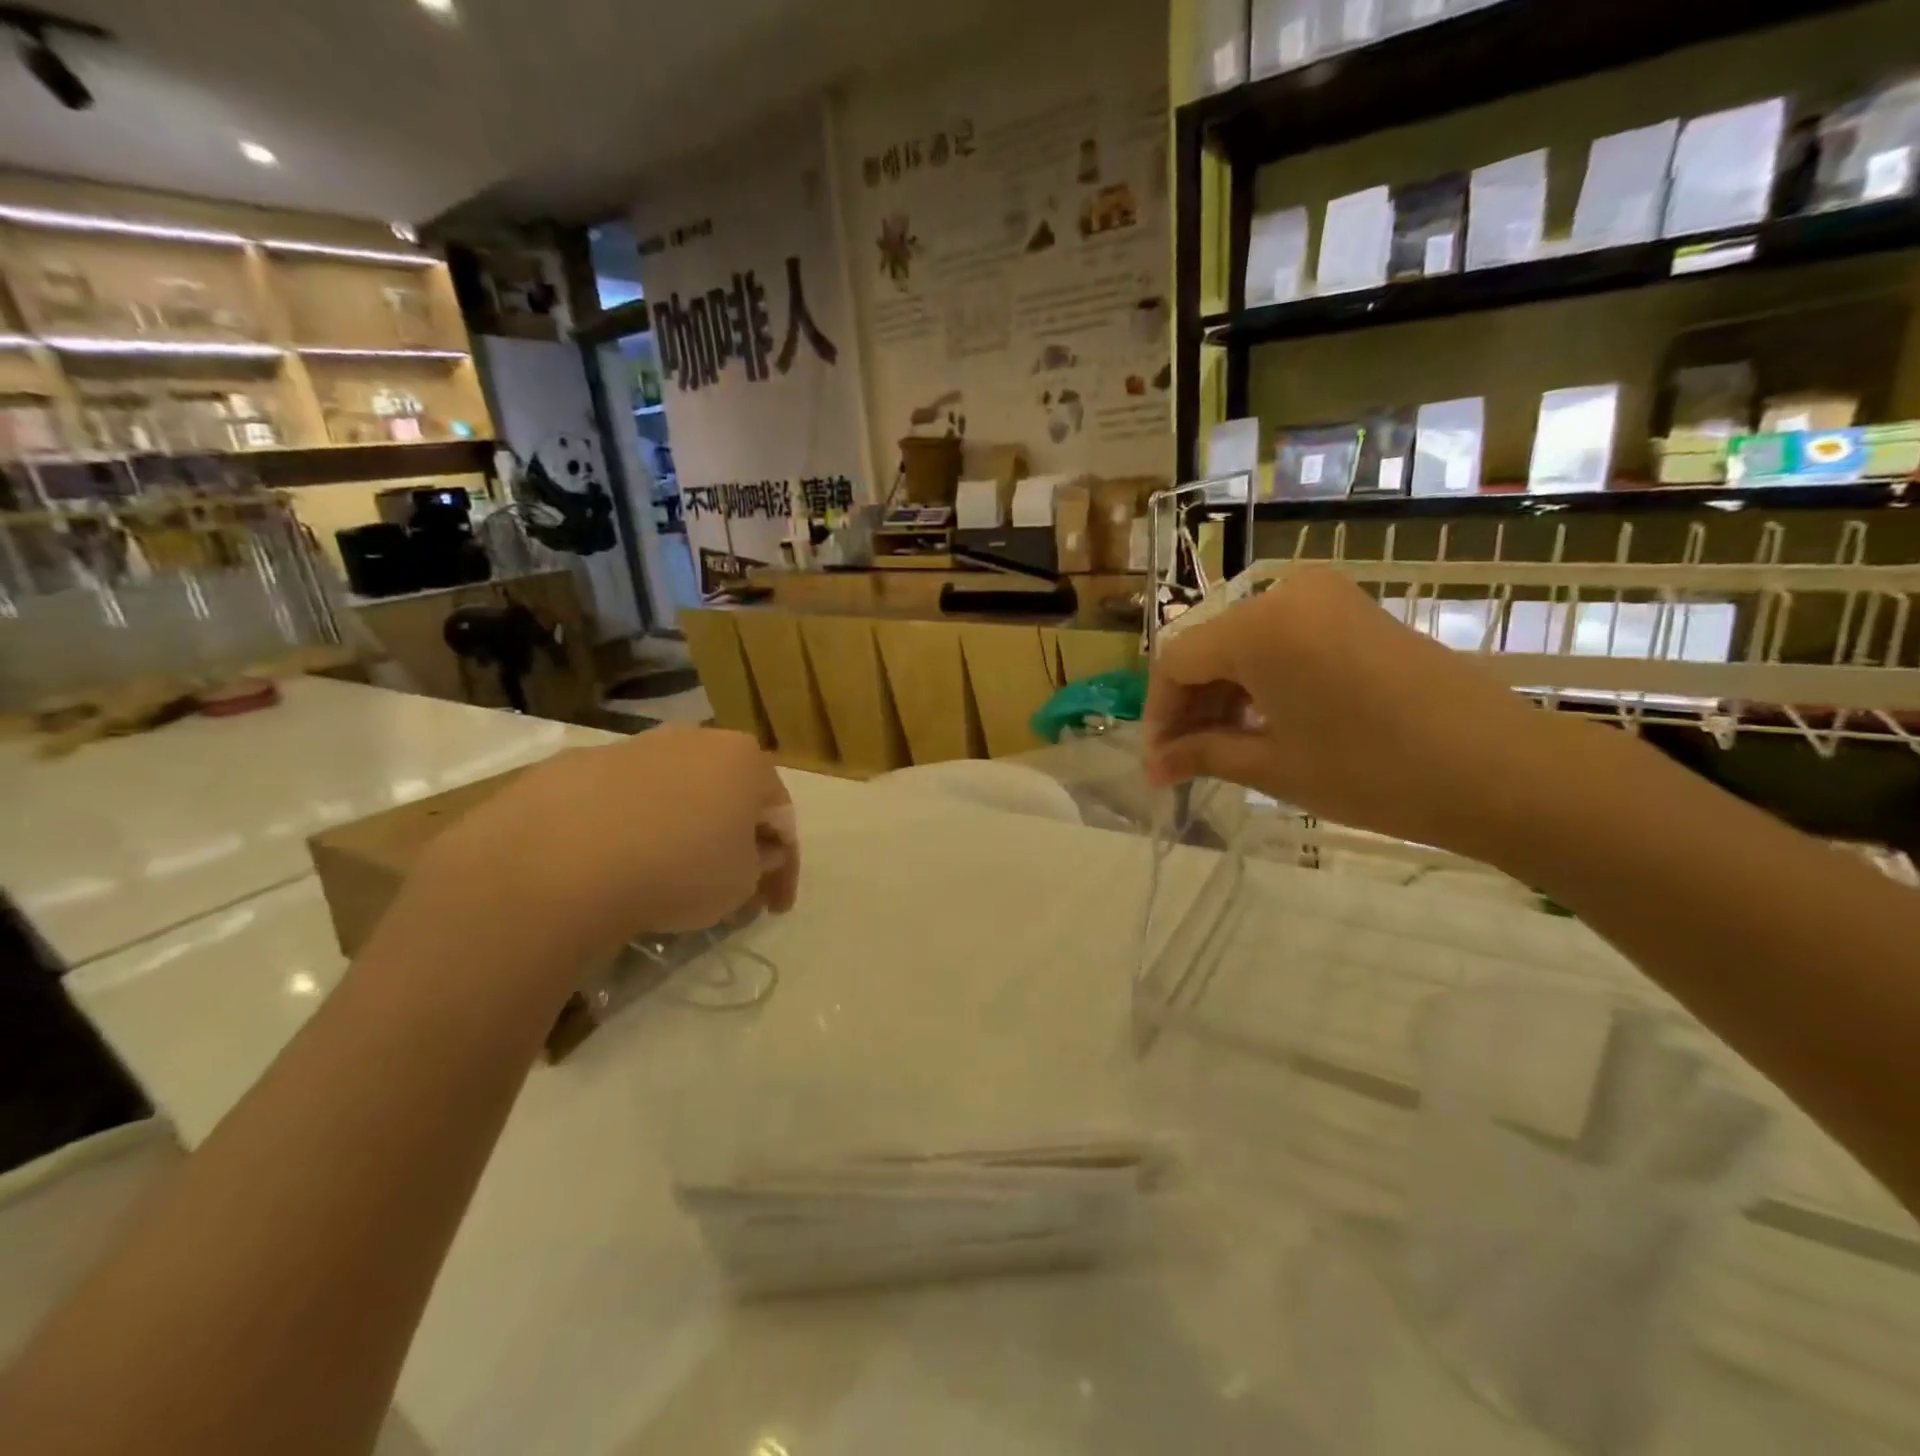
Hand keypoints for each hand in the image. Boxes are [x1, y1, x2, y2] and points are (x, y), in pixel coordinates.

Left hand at [410, 726, 798, 965]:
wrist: (556, 862)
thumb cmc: (676, 869)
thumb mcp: (741, 884)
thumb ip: (758, 865)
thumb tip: (752, 853)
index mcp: (744, 760)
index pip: (781, 817)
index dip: (785, 867)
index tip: (776, 908)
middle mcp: (694, 739)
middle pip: (727, 795)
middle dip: (734, 840)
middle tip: (730, 887)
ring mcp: (632, 747)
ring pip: (673, 793)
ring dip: (682, 829)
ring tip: (668, 876)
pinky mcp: (576, 765)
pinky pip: (620, 801)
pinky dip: (629, 829)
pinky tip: (615, 864)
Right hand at [1144, 566, 1558, 858]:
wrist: (1503, 770)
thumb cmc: (1374, 772)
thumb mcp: (1274, 765)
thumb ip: (1202, 754)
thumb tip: (1153, 767)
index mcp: (1258, 626)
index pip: (1176, 662)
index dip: (1159, 713)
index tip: (1159, 764)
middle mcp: (1285, 593)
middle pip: (1209, 647)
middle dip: (1191, 706)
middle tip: (1185, 763)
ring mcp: (1326, 597)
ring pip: (1245, 642)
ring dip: (1225, 693)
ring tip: (1223, 750)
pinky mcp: (1355, 610)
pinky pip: (1283, 637)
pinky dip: (1263, 678)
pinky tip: (1265, 722)